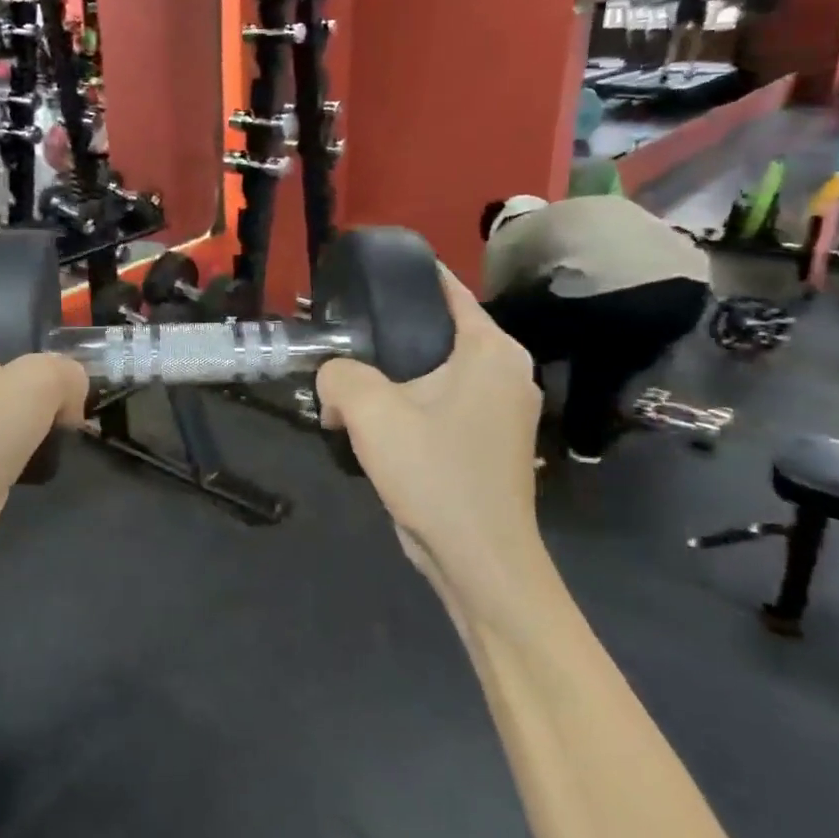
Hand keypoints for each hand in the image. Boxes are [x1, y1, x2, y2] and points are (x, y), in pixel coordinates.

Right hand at [316, 267, 546, 612]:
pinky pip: (440, 404)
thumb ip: (339, 375)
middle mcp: (506, 370)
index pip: (446, 290)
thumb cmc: (435, 473)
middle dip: (386, 336)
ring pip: (435, 372)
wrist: (477, 560)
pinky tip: (373, 422)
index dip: (403, 278)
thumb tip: (332, 377)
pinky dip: (408, 405)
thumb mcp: (371, 412)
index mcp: (491, 350)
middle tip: (339, 339)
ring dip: (393, 378)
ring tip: (347, 383)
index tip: (361, 277)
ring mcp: (501, 409)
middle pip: (436, 332)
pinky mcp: (488, 441)